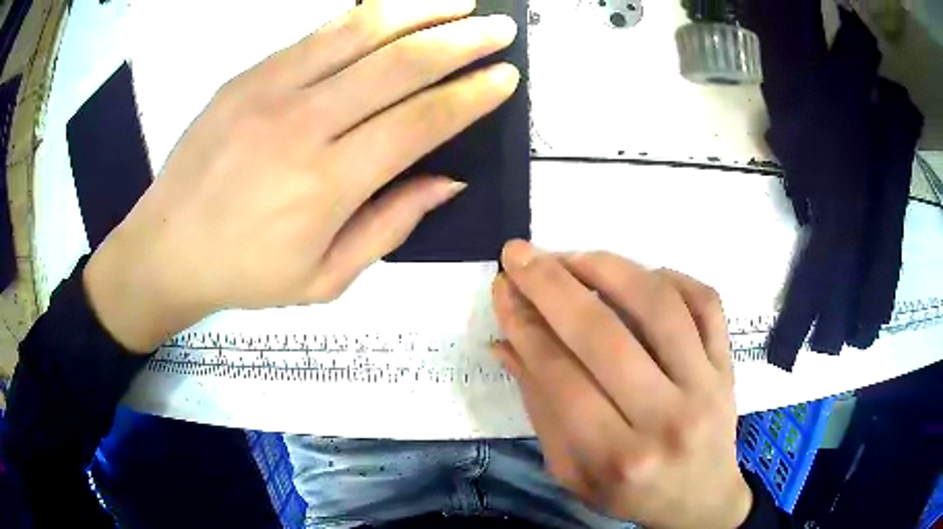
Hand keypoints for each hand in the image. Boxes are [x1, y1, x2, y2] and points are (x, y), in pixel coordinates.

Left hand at [83, 0, 519, 351]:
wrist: (166, 249)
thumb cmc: (245, 274)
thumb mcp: (325, 279)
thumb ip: (389, 226)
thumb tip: (447, 181)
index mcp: (328, 185)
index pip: (420, 122)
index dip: (470, 95)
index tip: (505, 77)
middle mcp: (303, 125)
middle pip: (400, 65)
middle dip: (461, 40)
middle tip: (499, 28)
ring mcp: (270, 91)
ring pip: (361, 32)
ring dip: (420, 11)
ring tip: (460, 2)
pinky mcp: (247, 76)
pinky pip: (317, 33)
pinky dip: (365, 15)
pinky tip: (394, 9)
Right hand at [492, 241, 751, 528]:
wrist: (701, 499)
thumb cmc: (631, 493)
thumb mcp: (572, 471)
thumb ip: (540, 409)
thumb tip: (506, 343)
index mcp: (616, 457)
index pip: (559, 377)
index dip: (524, 325)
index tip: (502, 289)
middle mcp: (666, 419)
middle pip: (603, 335)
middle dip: (551, 285)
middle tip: (519, 254)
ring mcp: (706, 386)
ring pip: (658, 306)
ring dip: (607, 269)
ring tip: (572, 257)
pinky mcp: (728, 364)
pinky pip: (706, 303)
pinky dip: (671, 277)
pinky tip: (638, 276)